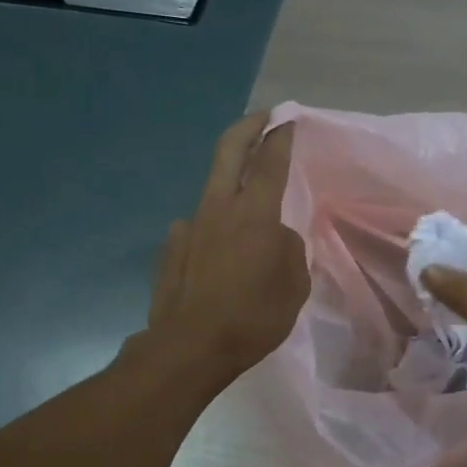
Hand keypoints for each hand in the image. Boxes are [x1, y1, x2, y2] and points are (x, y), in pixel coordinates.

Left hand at [142, 112, 307, 382]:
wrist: (191, 346)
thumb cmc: (254, 316)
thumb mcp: (294, 285)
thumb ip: (290, 249)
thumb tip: (277, 236)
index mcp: (256, 214)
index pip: (271, 161)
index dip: (281, 136)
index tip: (288, 119)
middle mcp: (220, 208)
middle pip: (230, 151)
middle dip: (248, 128)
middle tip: (263, 119)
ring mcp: (190, 225)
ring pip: (213, 187)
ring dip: (232, 180)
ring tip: (249, 198)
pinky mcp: (172, 246)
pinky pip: (198, 225)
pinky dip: (214, 226)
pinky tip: (221, 251)